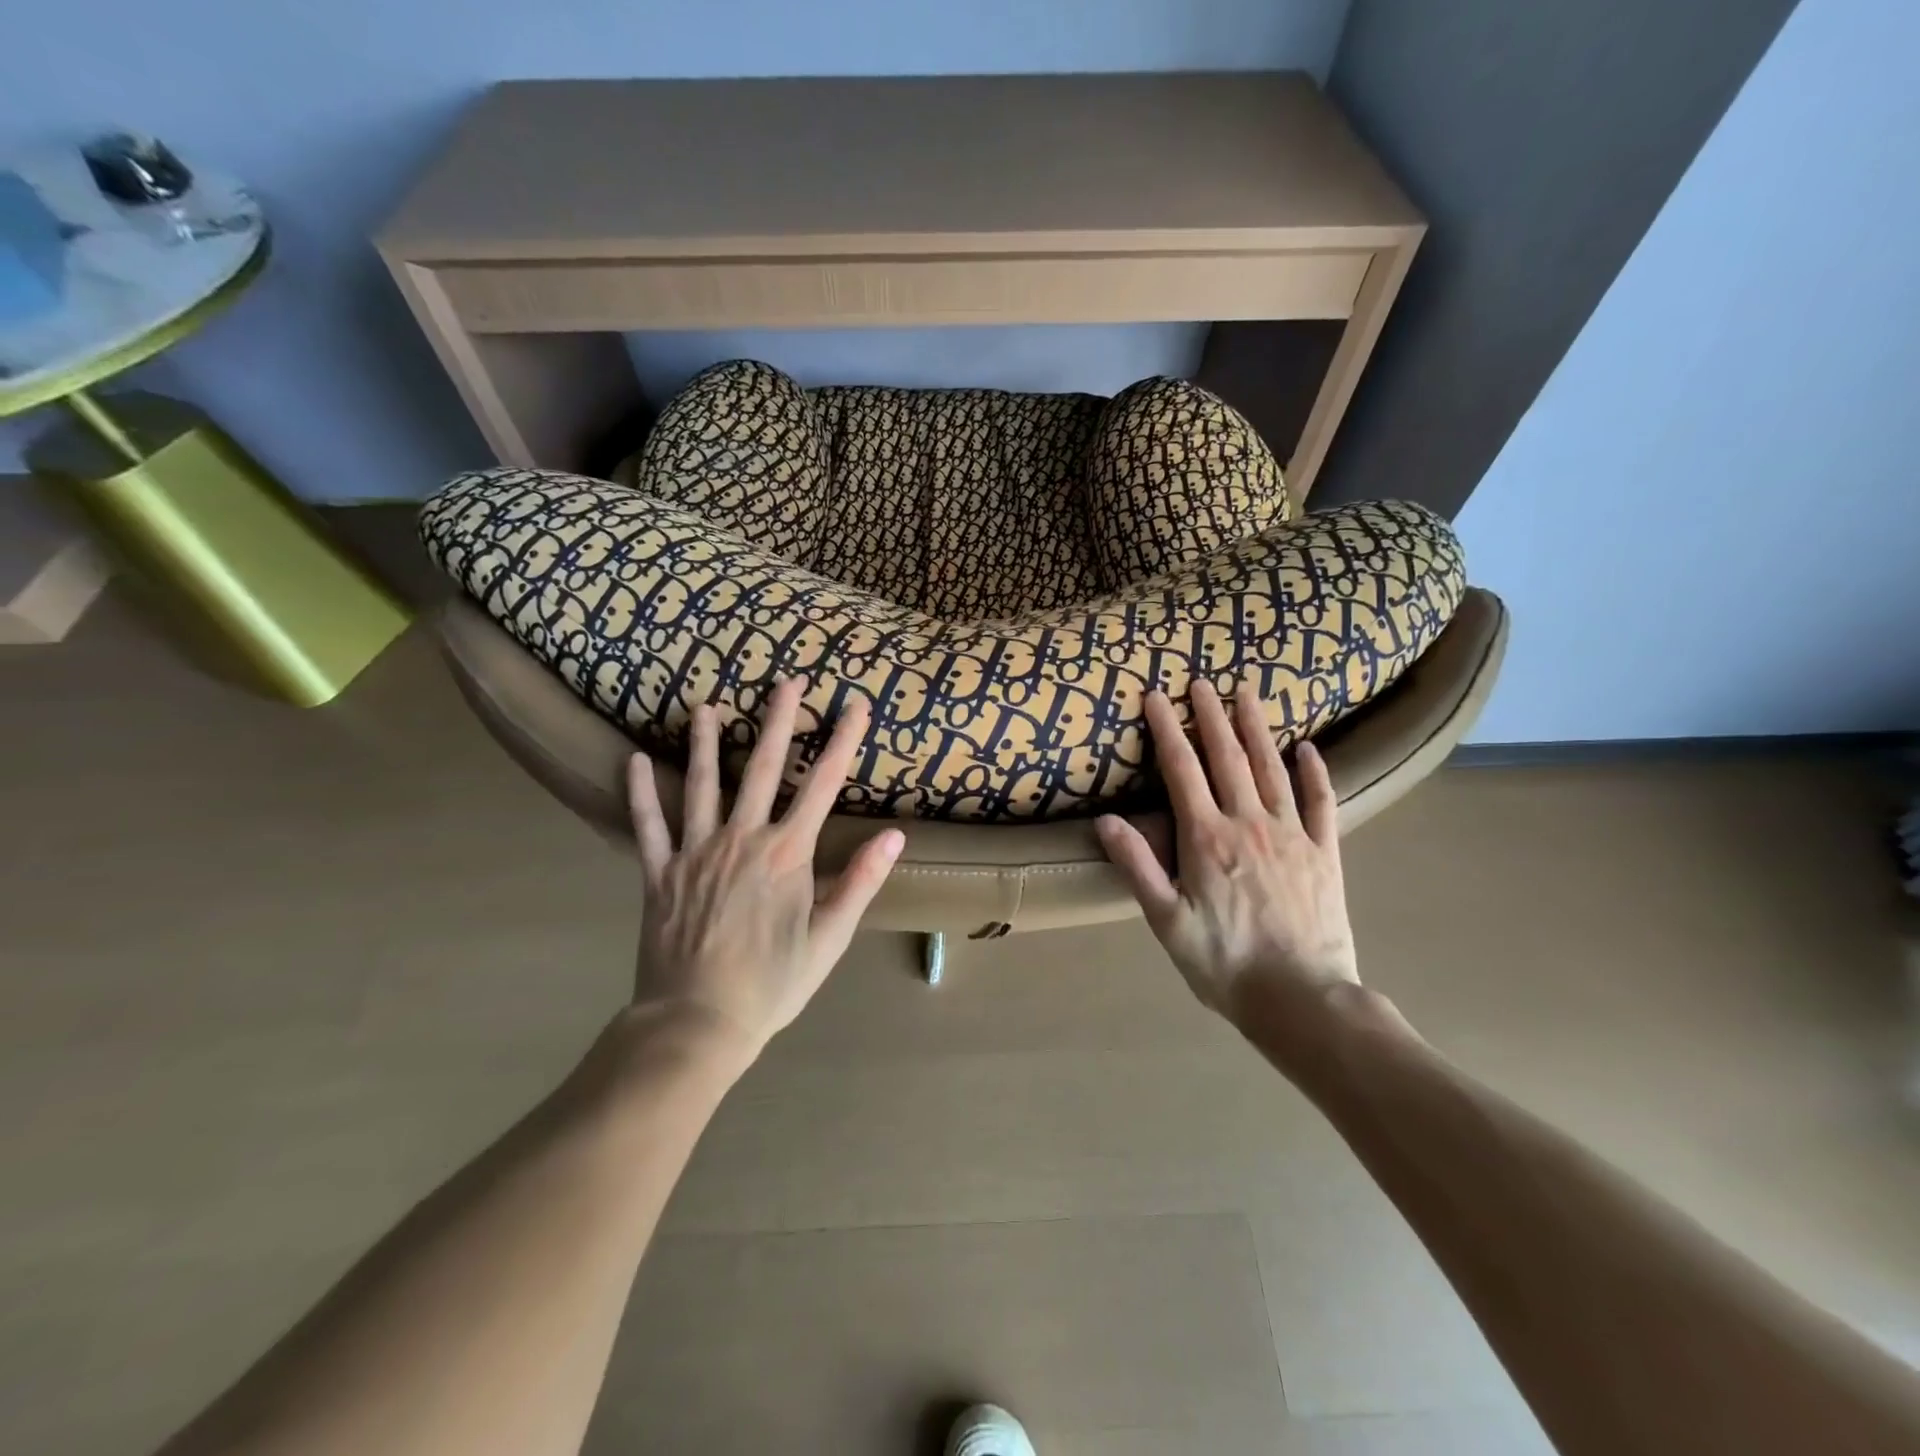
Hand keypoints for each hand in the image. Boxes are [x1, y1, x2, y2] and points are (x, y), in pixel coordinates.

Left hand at [625, 679, 903, 1056]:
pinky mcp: (660, 873)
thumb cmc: (772, 984)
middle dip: (777, 721)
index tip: (855, 706)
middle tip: (786, 681)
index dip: (841, 742)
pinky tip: (633, 761)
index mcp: (787, 854)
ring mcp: (696, 852)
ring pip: (702, 785)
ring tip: (707, 705)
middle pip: (762, 769)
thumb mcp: (829, 938)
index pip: (822, 785)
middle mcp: (742, 839)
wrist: (696, 1023)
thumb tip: (894, 836)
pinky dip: (641, 793)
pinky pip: (649, 826)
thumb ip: (861, 882)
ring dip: (707, 742)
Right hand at [1096, 682, 1359, 1029]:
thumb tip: (1106, 821)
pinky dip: (1315, 772)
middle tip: (1202, 681)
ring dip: (1257, 728)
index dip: (1167, 729)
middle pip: (1227, 757)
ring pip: (1272, 768)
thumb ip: (1137, 867)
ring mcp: (1292, 835)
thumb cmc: (1224, 964)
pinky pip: (1322, 802)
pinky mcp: (1326, 853)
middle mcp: (1249, 823)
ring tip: (1247, 693)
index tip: (1156, 696)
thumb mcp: (1167, 921)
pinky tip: (1309, 748)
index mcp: (1207, 838)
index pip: (1182, 770)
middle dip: (1211, 716)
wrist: (1302, 1000)